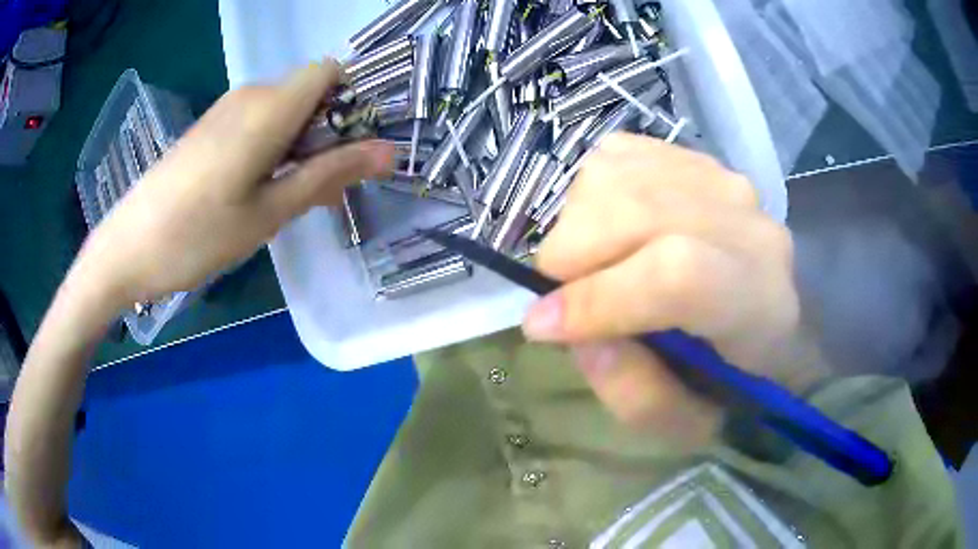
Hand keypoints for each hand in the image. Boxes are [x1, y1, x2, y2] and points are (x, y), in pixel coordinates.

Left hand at [78, 59, 394, 307]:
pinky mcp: (210, 126)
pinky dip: (273, 148)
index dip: (350, 101)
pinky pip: (258, 121)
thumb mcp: (270, 212)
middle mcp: (250, 94)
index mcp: (270, 107)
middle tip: (321, 189)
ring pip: (285, 109)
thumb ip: (329, 174)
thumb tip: (390, 152)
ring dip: (300, 145)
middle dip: (328, 131)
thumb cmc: (197, 235)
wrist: (127, 248)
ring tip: (287, 198)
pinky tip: (257, 190)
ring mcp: (226, 108)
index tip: (348, 147)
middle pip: (310, 91)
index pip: (330, 71)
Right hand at [522, 133, 812, 445]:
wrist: (766, 316)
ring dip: (576, 224)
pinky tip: (607, 228)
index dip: (599, 298)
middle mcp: (746, 225)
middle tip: (562, 297)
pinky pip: (615, 155)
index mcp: (758, 303)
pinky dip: (589, 193)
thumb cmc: (731, 378)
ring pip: (613, 176)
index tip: (542, 326)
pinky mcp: (691, 156)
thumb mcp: (684, 422)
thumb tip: (568, 330)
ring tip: (590, 264)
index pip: (676, 275)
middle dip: (572, 257)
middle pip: (635, 210)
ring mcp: (719, 179)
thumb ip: (632, 393)